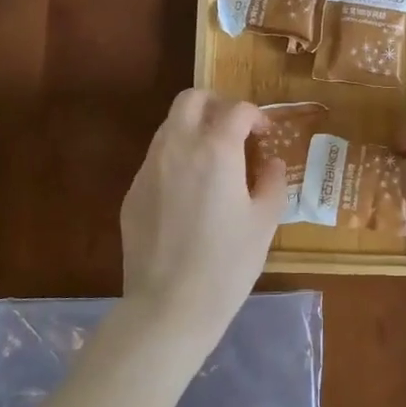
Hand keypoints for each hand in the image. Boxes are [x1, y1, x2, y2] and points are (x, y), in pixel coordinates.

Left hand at [119, 90, 285, 352]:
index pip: (237, 109)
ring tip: (213, 160)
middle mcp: (178, 148)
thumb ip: (272, 182)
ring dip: (194, 129)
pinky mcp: (132, 192)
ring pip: (169, 126)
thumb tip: (270, 163)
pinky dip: (177, 159)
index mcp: (215, 149)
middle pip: (191, 99)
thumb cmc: (227, 264)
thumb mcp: (265, 222)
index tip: (265, 135)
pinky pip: (157, 159)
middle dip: (216, 104)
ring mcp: (149, 169)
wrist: (170, 306)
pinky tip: (190, 193)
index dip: (256, 116)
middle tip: (234, 129)